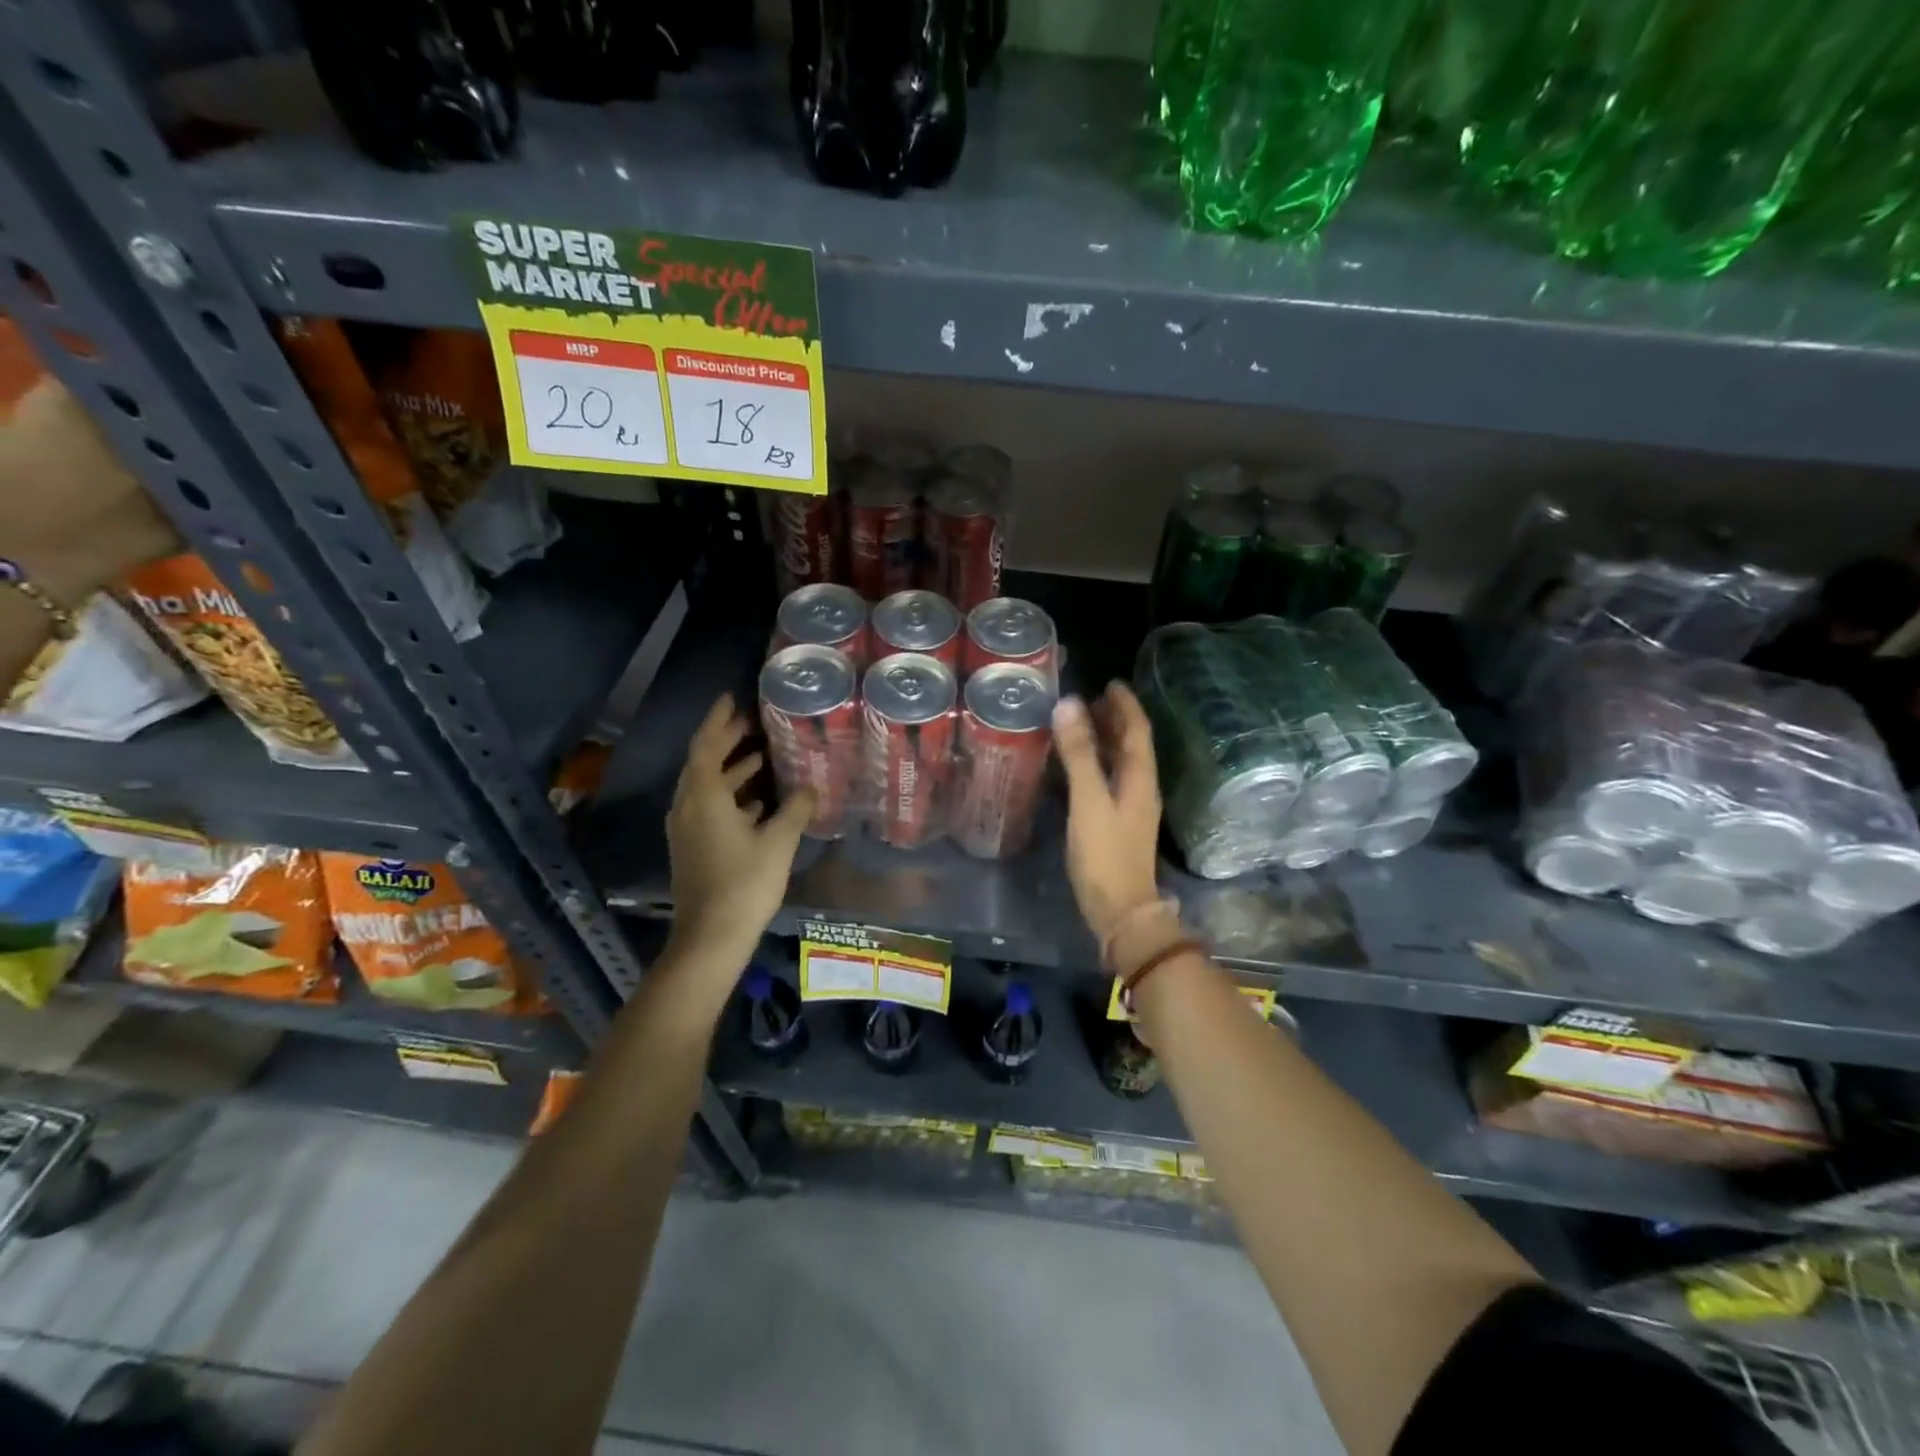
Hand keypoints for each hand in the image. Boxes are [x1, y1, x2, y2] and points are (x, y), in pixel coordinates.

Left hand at [666, 694, 812, 967]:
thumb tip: (810, 785)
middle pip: (703, 763)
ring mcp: (687, 829)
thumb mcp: (778, 842)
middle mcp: (688, 806)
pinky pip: (709, 808)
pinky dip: (730, 796)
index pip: (706, 745)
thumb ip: (795, 809)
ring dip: (730, 770)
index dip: (719, 720)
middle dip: (726, 741)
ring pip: (707, 787)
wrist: (711, 937)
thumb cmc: (745, 883)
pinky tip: (758, 801)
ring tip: (761, 756)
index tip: (732, 698)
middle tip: (752, 722)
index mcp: (704, 797)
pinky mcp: (693, 847)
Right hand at [1052, 682, 1163, 946]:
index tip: (1111, 682)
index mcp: (1140, 779)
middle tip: (1091, 698)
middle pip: (1132, 745)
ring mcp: (1131, 809)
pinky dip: (1097, 764)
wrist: (1121, 911)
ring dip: (1107, 741)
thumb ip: (1079, 754)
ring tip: (1083, 723)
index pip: (1137, 731)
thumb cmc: (1104, 854)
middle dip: (1116, 720)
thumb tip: (1070, 705)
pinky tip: (1077, 767)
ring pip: (1122, 764)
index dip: (1126, 705)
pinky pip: (1110, 780)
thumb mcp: (1088, 801)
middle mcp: (1141, 789)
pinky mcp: (1118, 824)